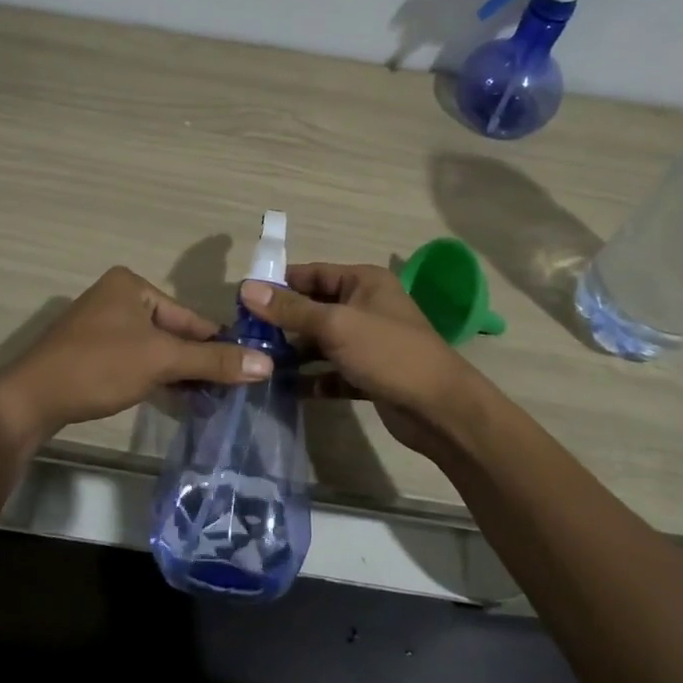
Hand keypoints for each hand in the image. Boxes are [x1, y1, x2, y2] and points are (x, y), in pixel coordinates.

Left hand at [0, 267, 270, 442]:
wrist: (30, 399)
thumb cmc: (99, 366)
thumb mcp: (161, 360)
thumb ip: (213, 360)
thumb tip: (267, 363)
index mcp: (132, 285)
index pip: (189, 316)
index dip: (218, 344)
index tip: (247, 369)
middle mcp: (116, 297)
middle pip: (172, 333)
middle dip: (197, 362)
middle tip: (230, 391)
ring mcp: (100, 325)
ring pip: (154, 349)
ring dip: (179, 373)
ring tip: (209, 400)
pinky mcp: (90, 352)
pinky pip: (134, 360)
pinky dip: (154, 377)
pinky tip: (176, 399)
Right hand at [240, 264, 479, 459]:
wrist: (439, 409)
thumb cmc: (388, 353)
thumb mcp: (335, 325)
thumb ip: (290, 309)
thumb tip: (246, 287)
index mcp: (364, 282)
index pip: (313, 273)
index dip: (279, 284)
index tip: (243, 299)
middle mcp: (366, 306)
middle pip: (314, 307)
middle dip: (283, 321)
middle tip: (245, 335)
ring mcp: (368, 342)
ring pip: (321, 341)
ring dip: (294, 352)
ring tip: (259, 363)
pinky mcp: (368, 374)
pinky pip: (332, 371)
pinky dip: (312, 378)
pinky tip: (286, 389)